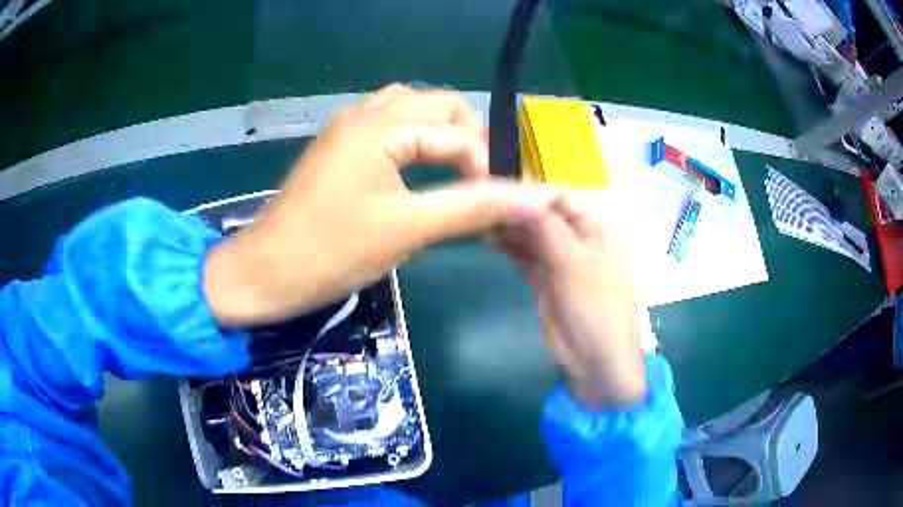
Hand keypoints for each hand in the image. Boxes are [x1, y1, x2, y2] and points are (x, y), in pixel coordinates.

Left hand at [204, 84, 557, 324]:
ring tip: (455, 173)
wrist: (266, 272)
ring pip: (411, 111)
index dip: (485, 164)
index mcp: (380, 125)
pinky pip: (388, 126)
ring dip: (440, 135)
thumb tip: (534, 198)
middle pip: (437, 105)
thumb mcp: (407, 229)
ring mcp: (348, 128)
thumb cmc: (331, 251)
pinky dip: (413, 140)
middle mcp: (364, 113)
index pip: (455, 131)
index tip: (498, 204)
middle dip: (467, 139)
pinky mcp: (339, 148)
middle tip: (479, 183)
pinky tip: (419, 171)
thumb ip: (472, 207)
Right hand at [494, 192, 645, 409]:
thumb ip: (546, 228)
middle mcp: (579, 237)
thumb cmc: (596, 307)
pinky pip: (525, 255)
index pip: (561, 197)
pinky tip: (489, 240)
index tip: (498, 186)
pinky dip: (509, 247)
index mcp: (596, 227)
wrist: (596, 360)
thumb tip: (517, 194)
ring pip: (531, 234)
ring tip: (480, 220)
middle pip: (543, 214)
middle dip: (516, 209)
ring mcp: (561, 259)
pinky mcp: (545, 278)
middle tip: (482, 203)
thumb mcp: (574, 263)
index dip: (531, 191)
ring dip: (509, 228)